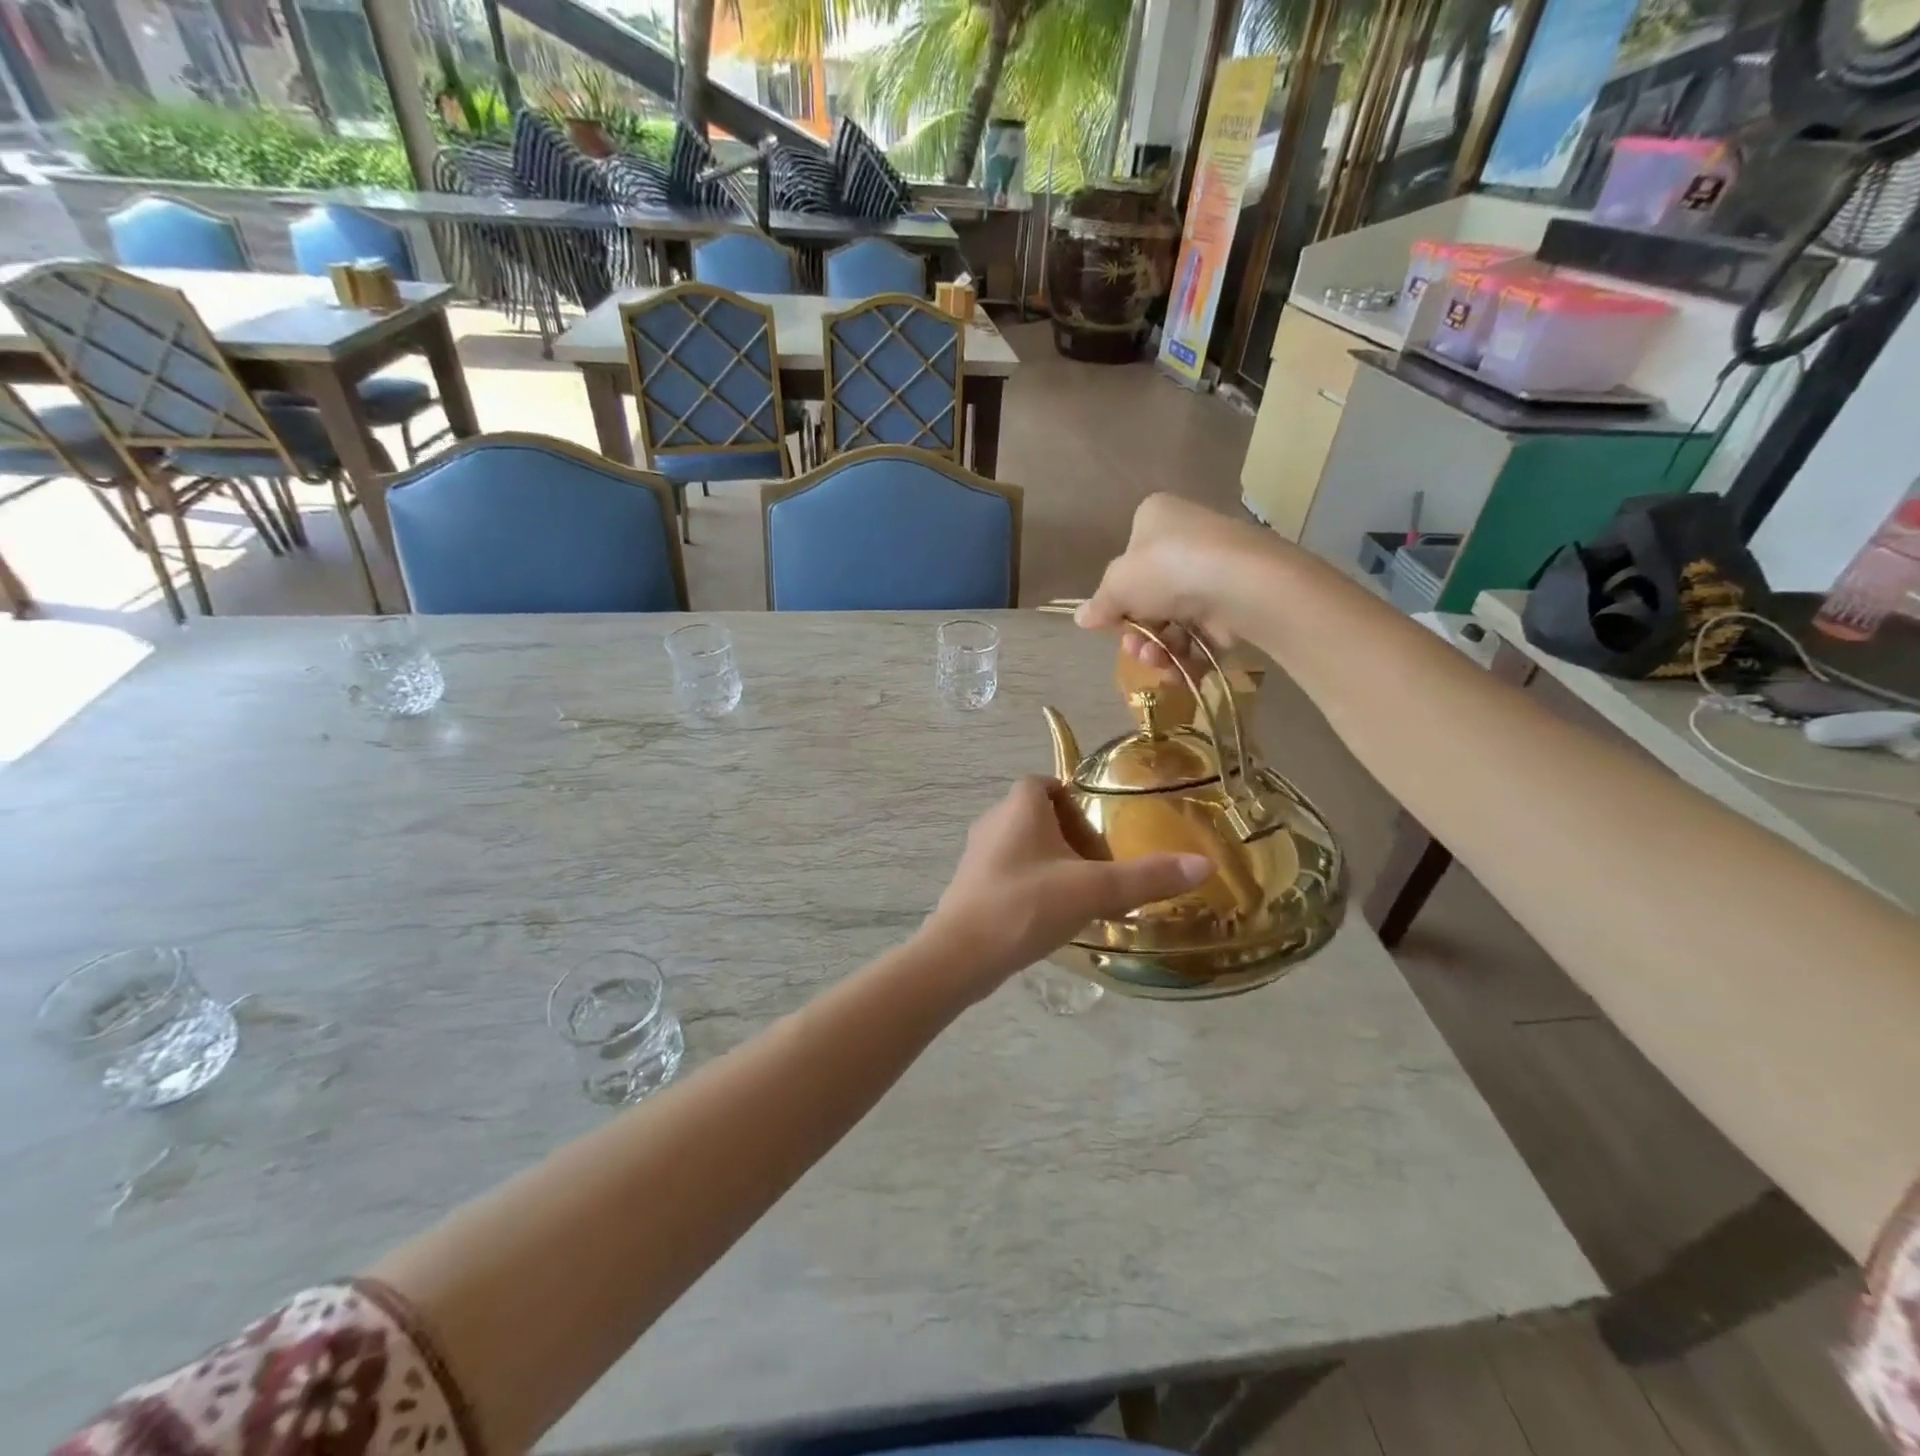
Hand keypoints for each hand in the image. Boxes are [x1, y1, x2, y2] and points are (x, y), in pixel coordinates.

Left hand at [925, 776, 1212, 995]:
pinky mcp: (971, 886)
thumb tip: (1205, 864)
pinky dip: (1033, 886)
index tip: (1102, 835)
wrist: (961, 955)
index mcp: (1019, 806)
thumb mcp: (1093, 889)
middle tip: (1100, 869)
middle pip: (1039, 817)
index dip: (1077, 803)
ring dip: (1053, 865)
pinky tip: (1051, 917)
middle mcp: (993, 821)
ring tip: (1082, 896)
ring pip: (1024, 848)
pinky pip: (1010, 874)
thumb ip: (1147, 877)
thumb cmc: (1026, 905)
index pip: (1048, 784)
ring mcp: (978, 856)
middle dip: (1071, 838)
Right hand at [1075, 494, 1277, 671]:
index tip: (1112, 621)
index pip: (1128, 559)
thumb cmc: (1168, 569)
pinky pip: (1201, 634)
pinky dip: (1186, 656)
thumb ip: (1100, 604)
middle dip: (1137, 630)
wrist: (1242, 583)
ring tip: (1155, 660)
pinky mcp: (1234, 602)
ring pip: (1173, 619)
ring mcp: (1214, 571)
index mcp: (1156, 518)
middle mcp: (1186, 538)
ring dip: (1157, 647)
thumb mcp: (1118, 585)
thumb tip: (1081, 618)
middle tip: (1134, 648)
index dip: (1117, 595)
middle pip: (1149, 595)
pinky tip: (1177, 671)